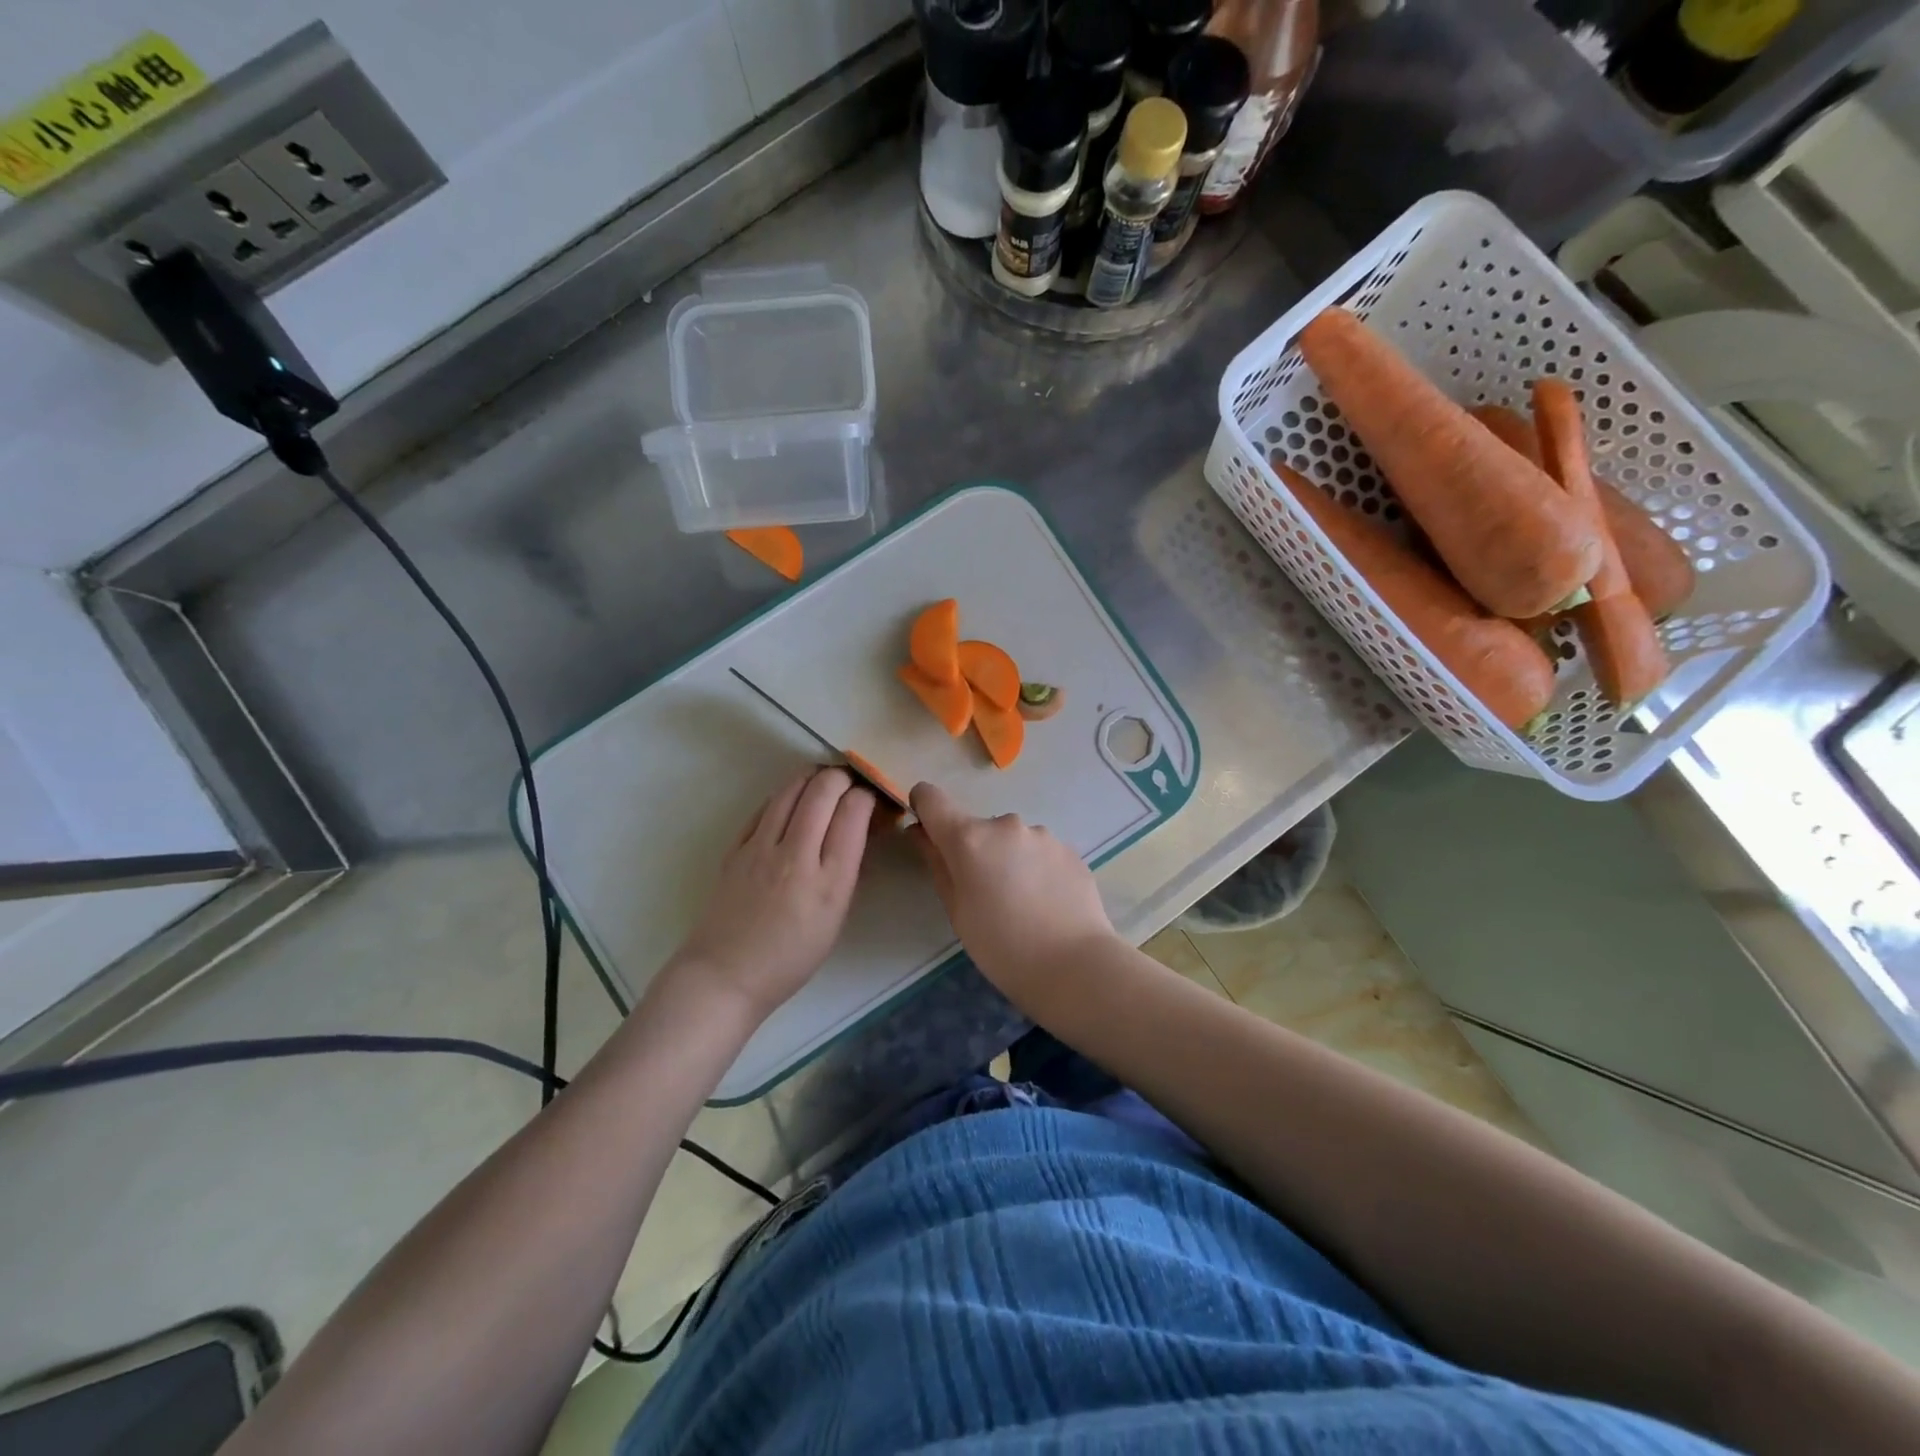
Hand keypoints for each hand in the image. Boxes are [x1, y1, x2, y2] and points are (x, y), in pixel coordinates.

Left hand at [666, 766, 875, 1019]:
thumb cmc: (791, 957)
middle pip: (824, 789)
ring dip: (813, 778)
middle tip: (852, 783)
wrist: (726, 975)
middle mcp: (796, 855)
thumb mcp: (836, 917)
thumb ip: (848, 869)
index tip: (873, 799)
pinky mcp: (736, 846)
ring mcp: (761, 847)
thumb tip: (859, 829)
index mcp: (829, 880)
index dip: (868, 795)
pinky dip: (786, 795)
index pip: (853, 811)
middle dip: (844, 777)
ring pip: (791, 789)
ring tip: (825, 783)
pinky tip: (793, 801)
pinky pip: (766, 806)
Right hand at [909, 781, 1117, 996]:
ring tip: (1023, 903)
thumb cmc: (1001, 946)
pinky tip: (1047, 904)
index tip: (928, 833)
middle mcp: (1005, 825)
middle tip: (986, 895)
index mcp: (969, 838)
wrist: (1074, 965)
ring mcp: (1042, 834)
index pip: (931, 798)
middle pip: (976, 827)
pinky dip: (1036, 869)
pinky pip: (1040, 852)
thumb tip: (921, 833)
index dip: (924, 808)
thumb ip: (937, 863)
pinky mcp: (1069, 849)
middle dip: (975, 851)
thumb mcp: (957, 910)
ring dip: (1009, 859)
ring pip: (1012, 840)